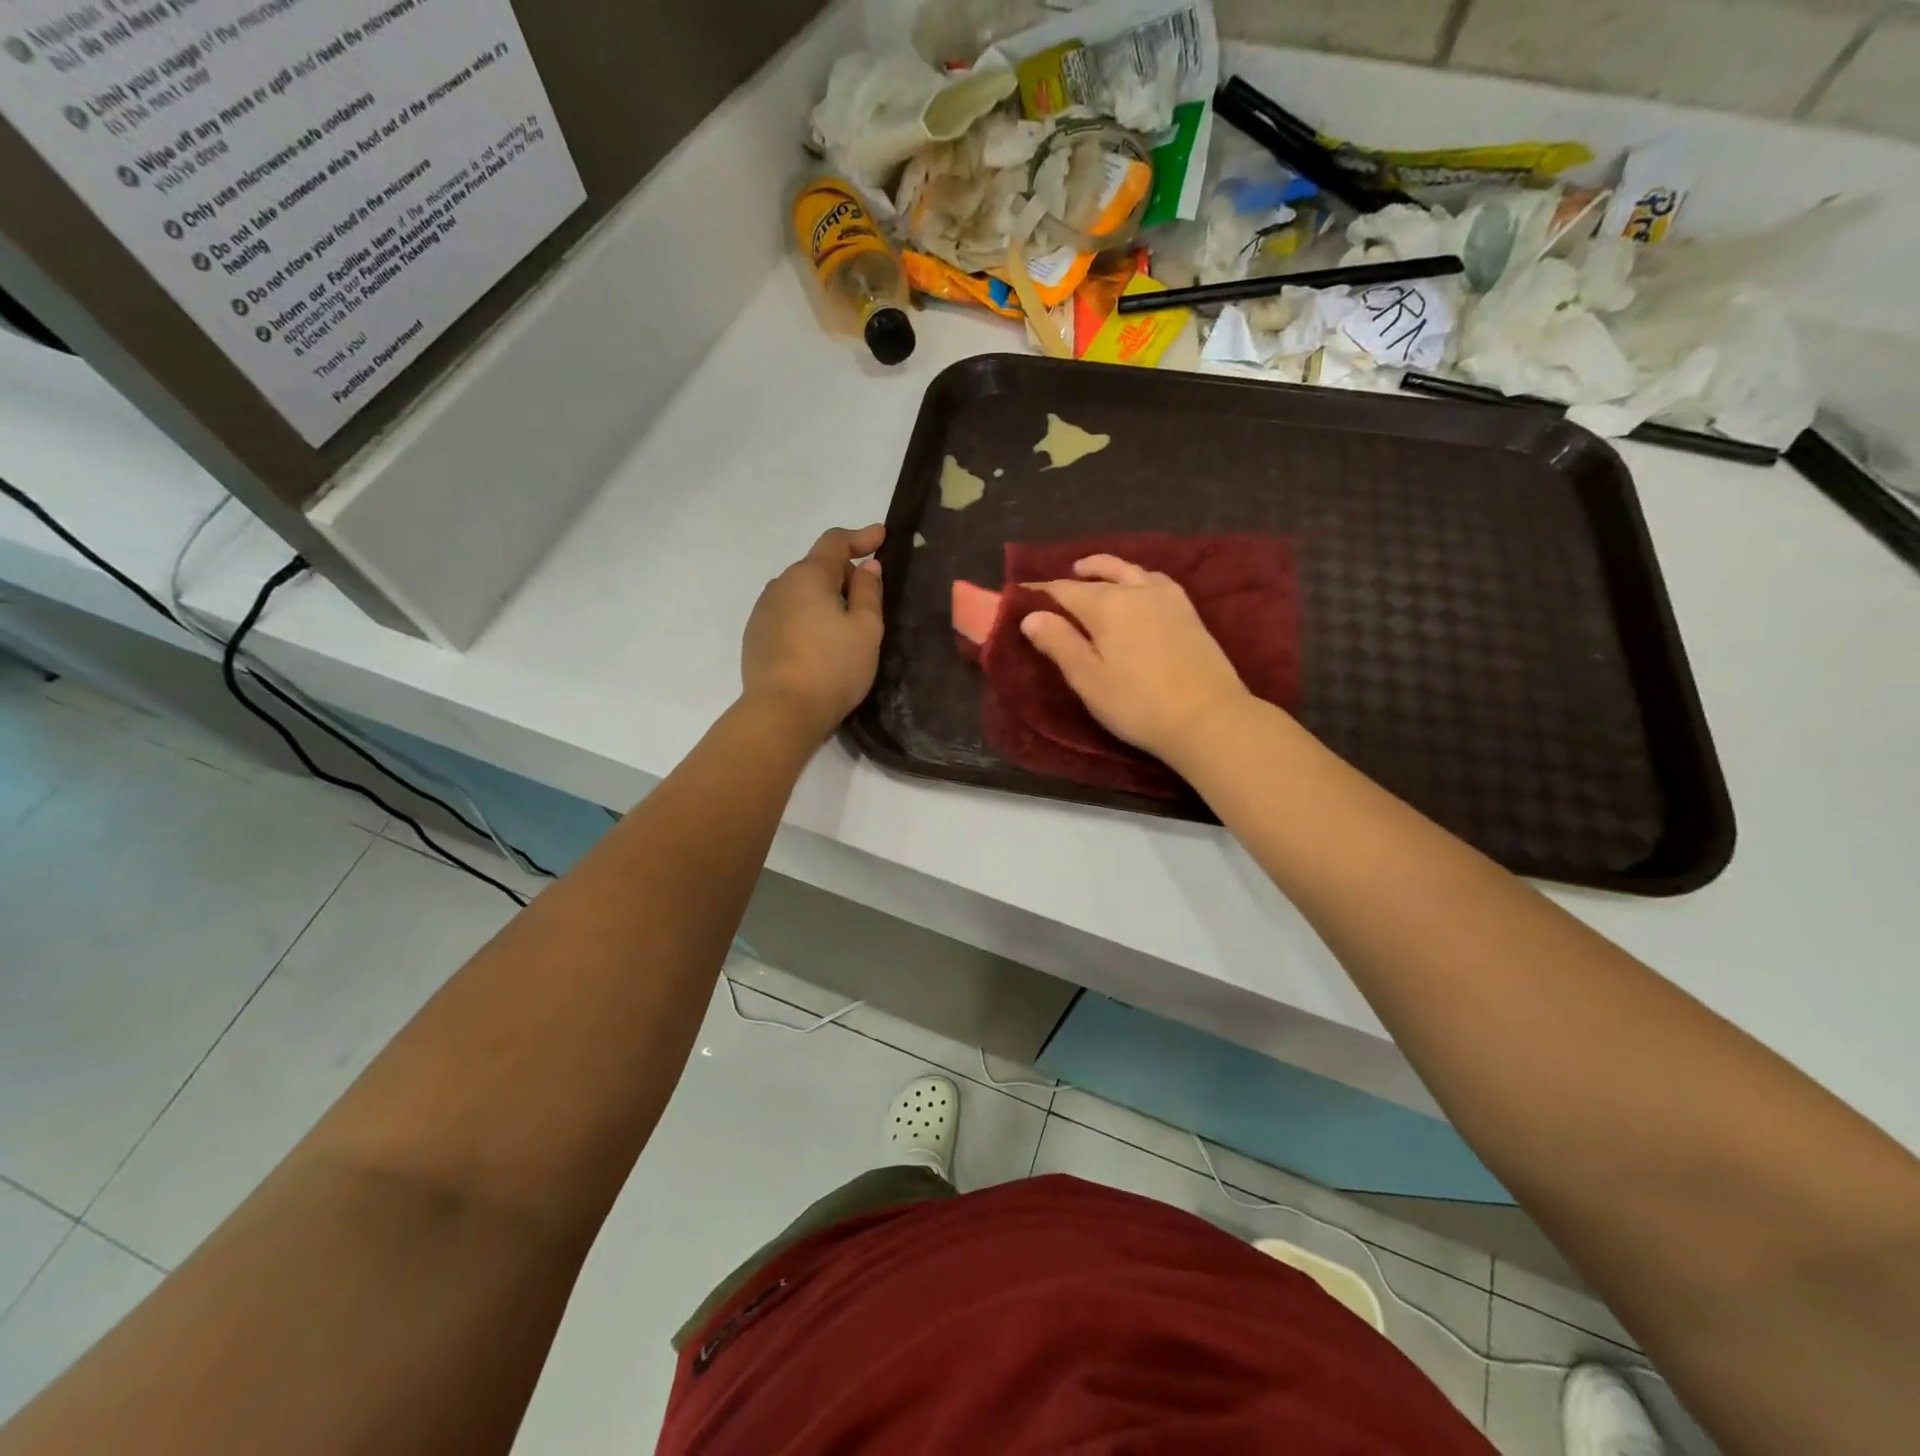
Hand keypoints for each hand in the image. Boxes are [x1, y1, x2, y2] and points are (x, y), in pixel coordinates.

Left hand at [741, 524, 885, 741]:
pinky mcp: (755, 638)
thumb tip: (867, 566)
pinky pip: (788, 616)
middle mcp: (780, 586)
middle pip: (817, 568)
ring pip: (800, 594)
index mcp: (808, 576)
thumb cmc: (833, 667)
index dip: (861, 536)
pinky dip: (807, 620)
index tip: (881, 536)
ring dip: (824, 599)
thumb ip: (869, 592)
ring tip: (844, 626)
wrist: (782, 711)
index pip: (835, 542)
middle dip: (844, 575)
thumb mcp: (866, 629)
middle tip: (870, 598)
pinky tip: (819, 645)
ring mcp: (763, 612)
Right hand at [1020, 555, 1251, 762]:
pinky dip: (1137, 577)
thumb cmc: (1138, 703)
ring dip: (1108, 569)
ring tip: (1096, 575)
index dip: (1039, 593)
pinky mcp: (1189, 612)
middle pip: (1101, 572)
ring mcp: (1168, 598)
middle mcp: (1136, 591)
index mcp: (1106, 605)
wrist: (1208, 717)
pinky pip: (1156, 580)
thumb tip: (1031, 615)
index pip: (1063, 590)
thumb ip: (1059, 643)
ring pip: (1132, 571)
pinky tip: (1139, 589)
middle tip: (1061, 579)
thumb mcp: (1088, 679)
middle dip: (1076, 574)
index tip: (1020, 596)